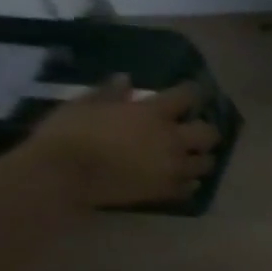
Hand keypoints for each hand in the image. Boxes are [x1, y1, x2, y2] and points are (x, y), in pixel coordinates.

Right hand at [25, 77, 219, 207]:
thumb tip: (126, 79)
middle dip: (205, 130)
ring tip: (190, 157)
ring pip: (207, 163)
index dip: (191, 92)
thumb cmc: (67, 134)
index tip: (192, 91)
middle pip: (209, 133)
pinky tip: (181, 179)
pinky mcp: (168, 191)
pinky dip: (189, 182)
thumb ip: (109, 93)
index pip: (186, 97)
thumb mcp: (83, 105)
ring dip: (200, 158)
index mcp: (153, 114)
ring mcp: (174, 167)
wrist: (62, 175)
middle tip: (194, 131)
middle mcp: (172, 140)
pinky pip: (191, 186)